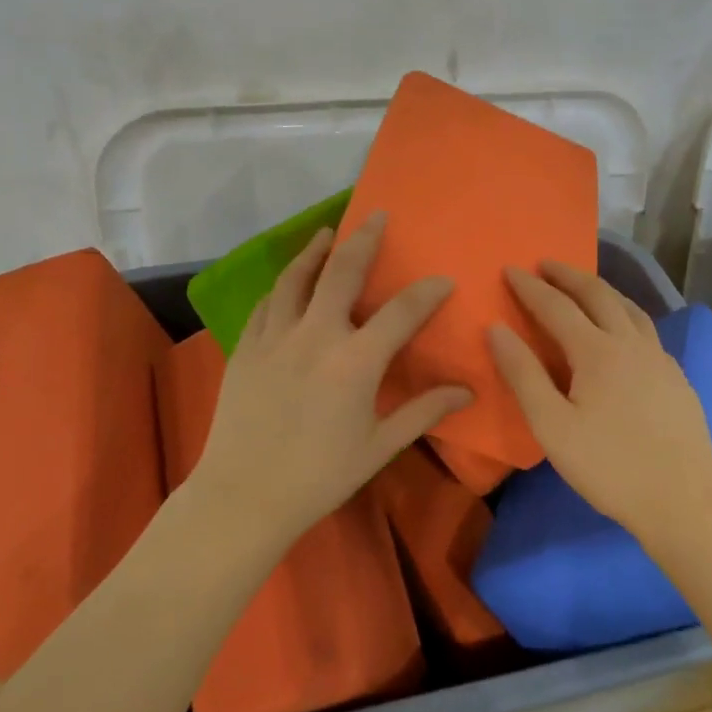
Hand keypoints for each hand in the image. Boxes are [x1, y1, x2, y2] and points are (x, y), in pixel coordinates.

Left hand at [194, 212, 471, 539]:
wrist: (244, 496)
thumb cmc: (319, 476)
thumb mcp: (379, 446)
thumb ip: (423, 411)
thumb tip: (467, 391)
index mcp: (355, 362)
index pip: (401, 313)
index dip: (426, 292)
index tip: (442, 280)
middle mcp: (315, 336)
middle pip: (342, 273)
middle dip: (363, 240)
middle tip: (376, 216)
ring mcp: (275, 337)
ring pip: (295, 278)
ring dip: (315, 252)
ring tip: (327, 234)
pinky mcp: (246, 348)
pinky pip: (266, 303)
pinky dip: (283, 285)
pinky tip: (289, 282)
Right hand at [488, 261, 711, 536]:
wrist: (684, 502)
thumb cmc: (609, 467)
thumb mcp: (552, 426)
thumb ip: (523, 374)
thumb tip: (496, 329)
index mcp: (598, 351)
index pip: (557, 306)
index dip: (531, 287)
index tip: (510, 268)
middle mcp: (632, 343)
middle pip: (599, 294)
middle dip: (569, 275)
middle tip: (546, 263)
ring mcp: (661, 359)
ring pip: (629, 308)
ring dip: (602, 290)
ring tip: (584, 286)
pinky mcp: (677, 378)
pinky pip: (646, 330)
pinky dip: (625, 314)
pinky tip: (623, 332)